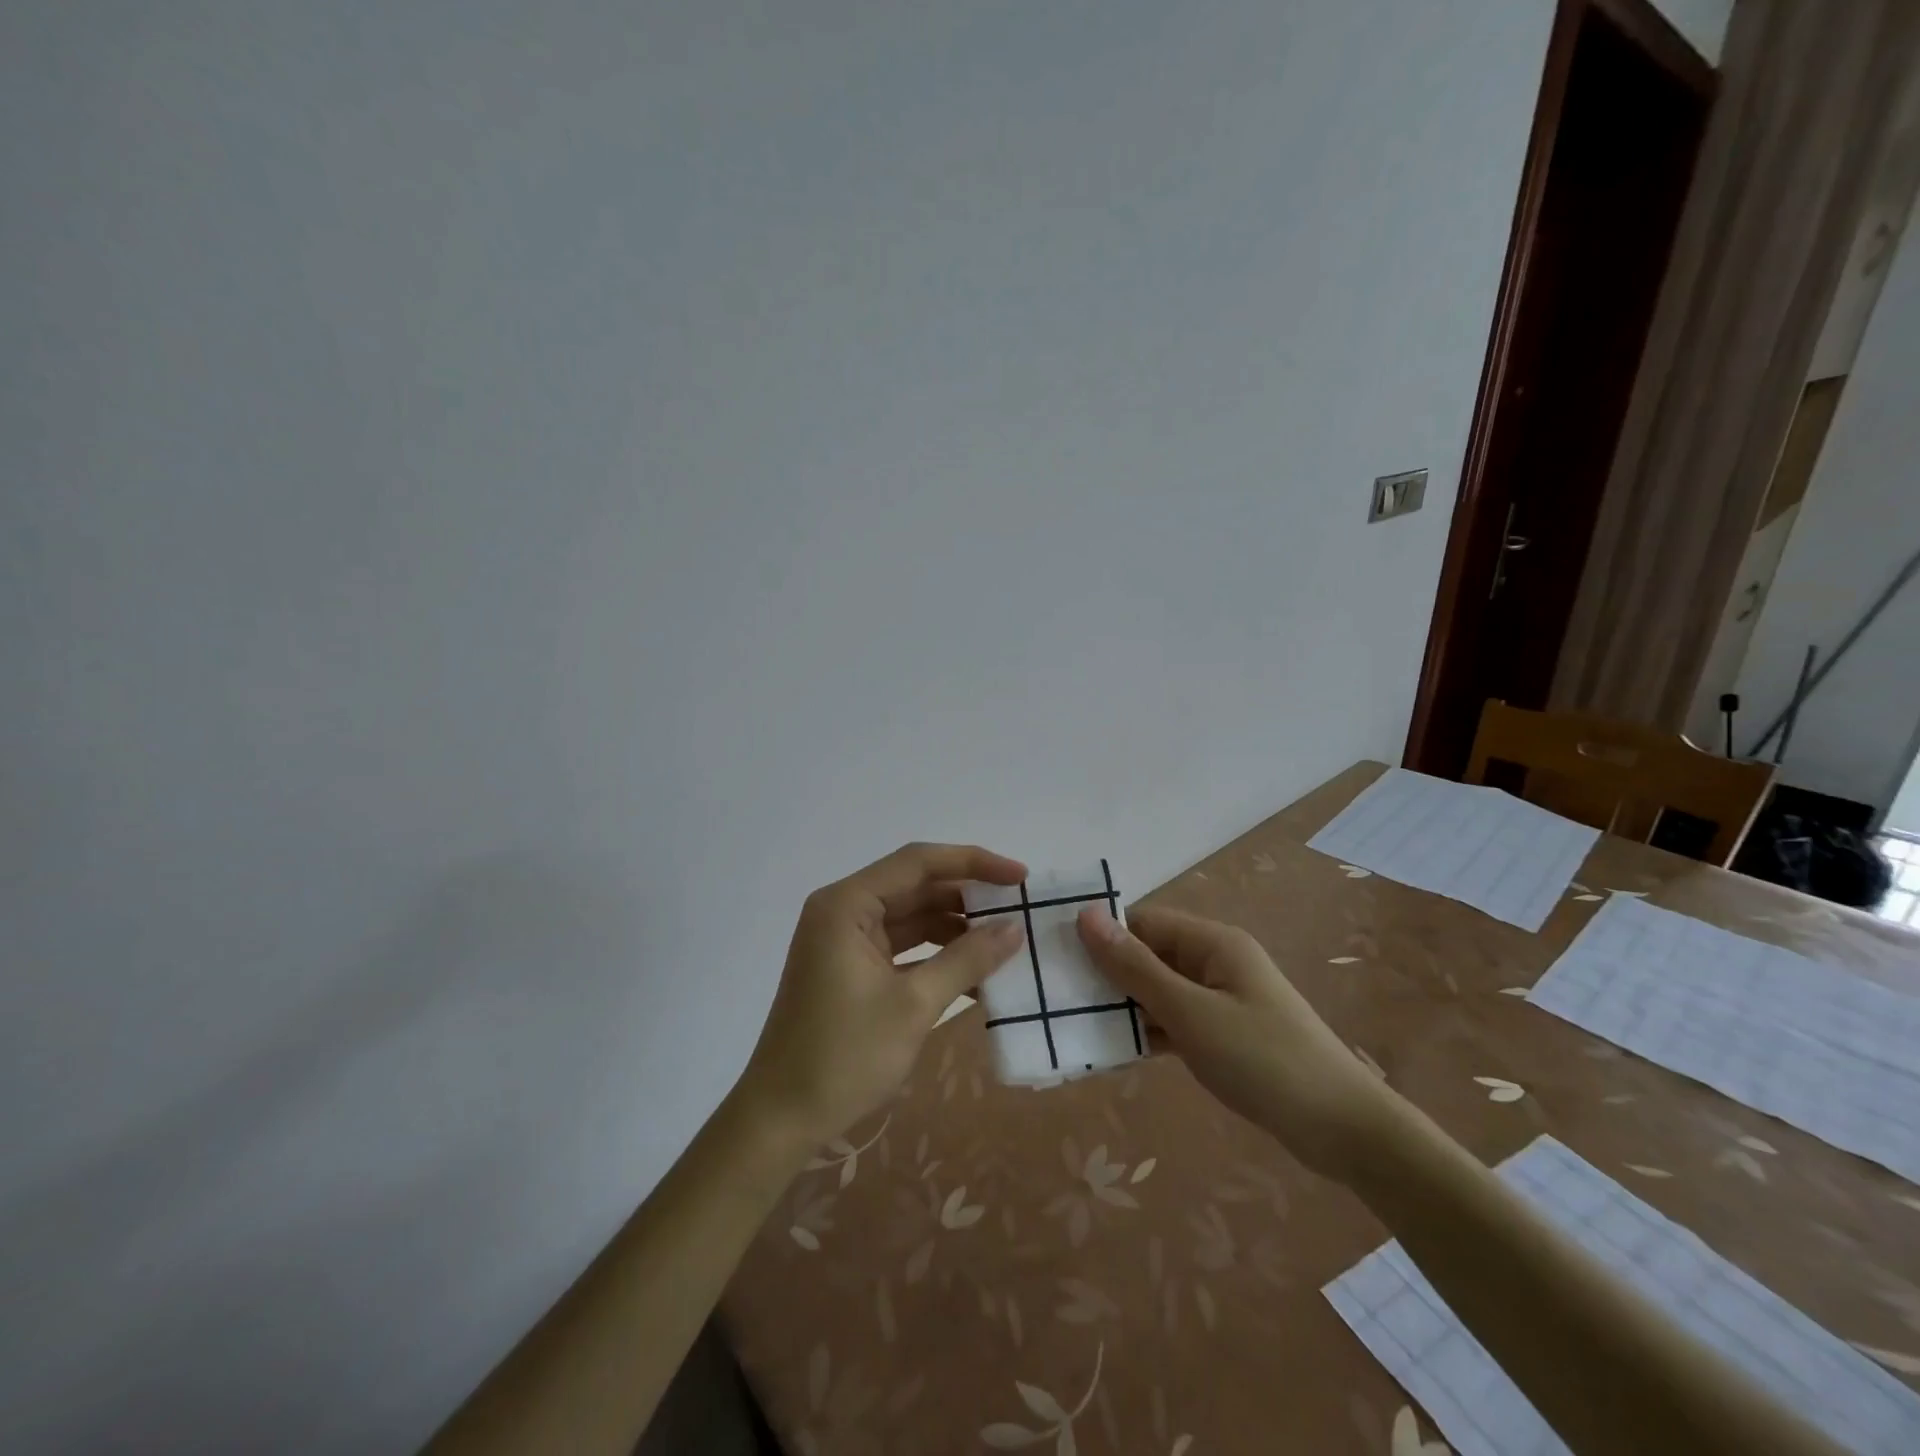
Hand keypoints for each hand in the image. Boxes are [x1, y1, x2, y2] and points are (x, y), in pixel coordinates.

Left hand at [733, 842, 1029, 1152]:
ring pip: (912, 917)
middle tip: (1018, 910)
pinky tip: (976, 974)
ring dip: (956, 928)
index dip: (973, 862)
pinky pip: (903, 946)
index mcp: (847, 904)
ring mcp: (846, 940)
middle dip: (968, 897)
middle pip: (915, 886)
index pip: (918, 862)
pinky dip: (937, 955)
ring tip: (1005, 943)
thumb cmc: (844, 1056)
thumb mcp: (913, 1005)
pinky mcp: (852, 967)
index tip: (1019, 877)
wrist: (781, 1119)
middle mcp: (844, 910)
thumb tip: (1014, 928)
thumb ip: (967, 959)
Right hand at [1076, 904, 1397, 1180]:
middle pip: (1150, 955)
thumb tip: (1087, 915)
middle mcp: (1216, 962)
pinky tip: (1117, 1052)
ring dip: (1126, 1007)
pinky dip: (1150, 1032)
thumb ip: (1136, 967)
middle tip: (1059, 998)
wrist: (1344, 1131)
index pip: (1143, 922)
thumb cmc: (1264, 1060)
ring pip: (1160, 991)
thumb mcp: (1191, 1012)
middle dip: (1109, 975)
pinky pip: (1176, 1021)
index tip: (1058, 960)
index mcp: (1213, 942)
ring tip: (1077, 1025)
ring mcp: (1222, 999)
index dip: (1103, 936)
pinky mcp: (1225, 1034)